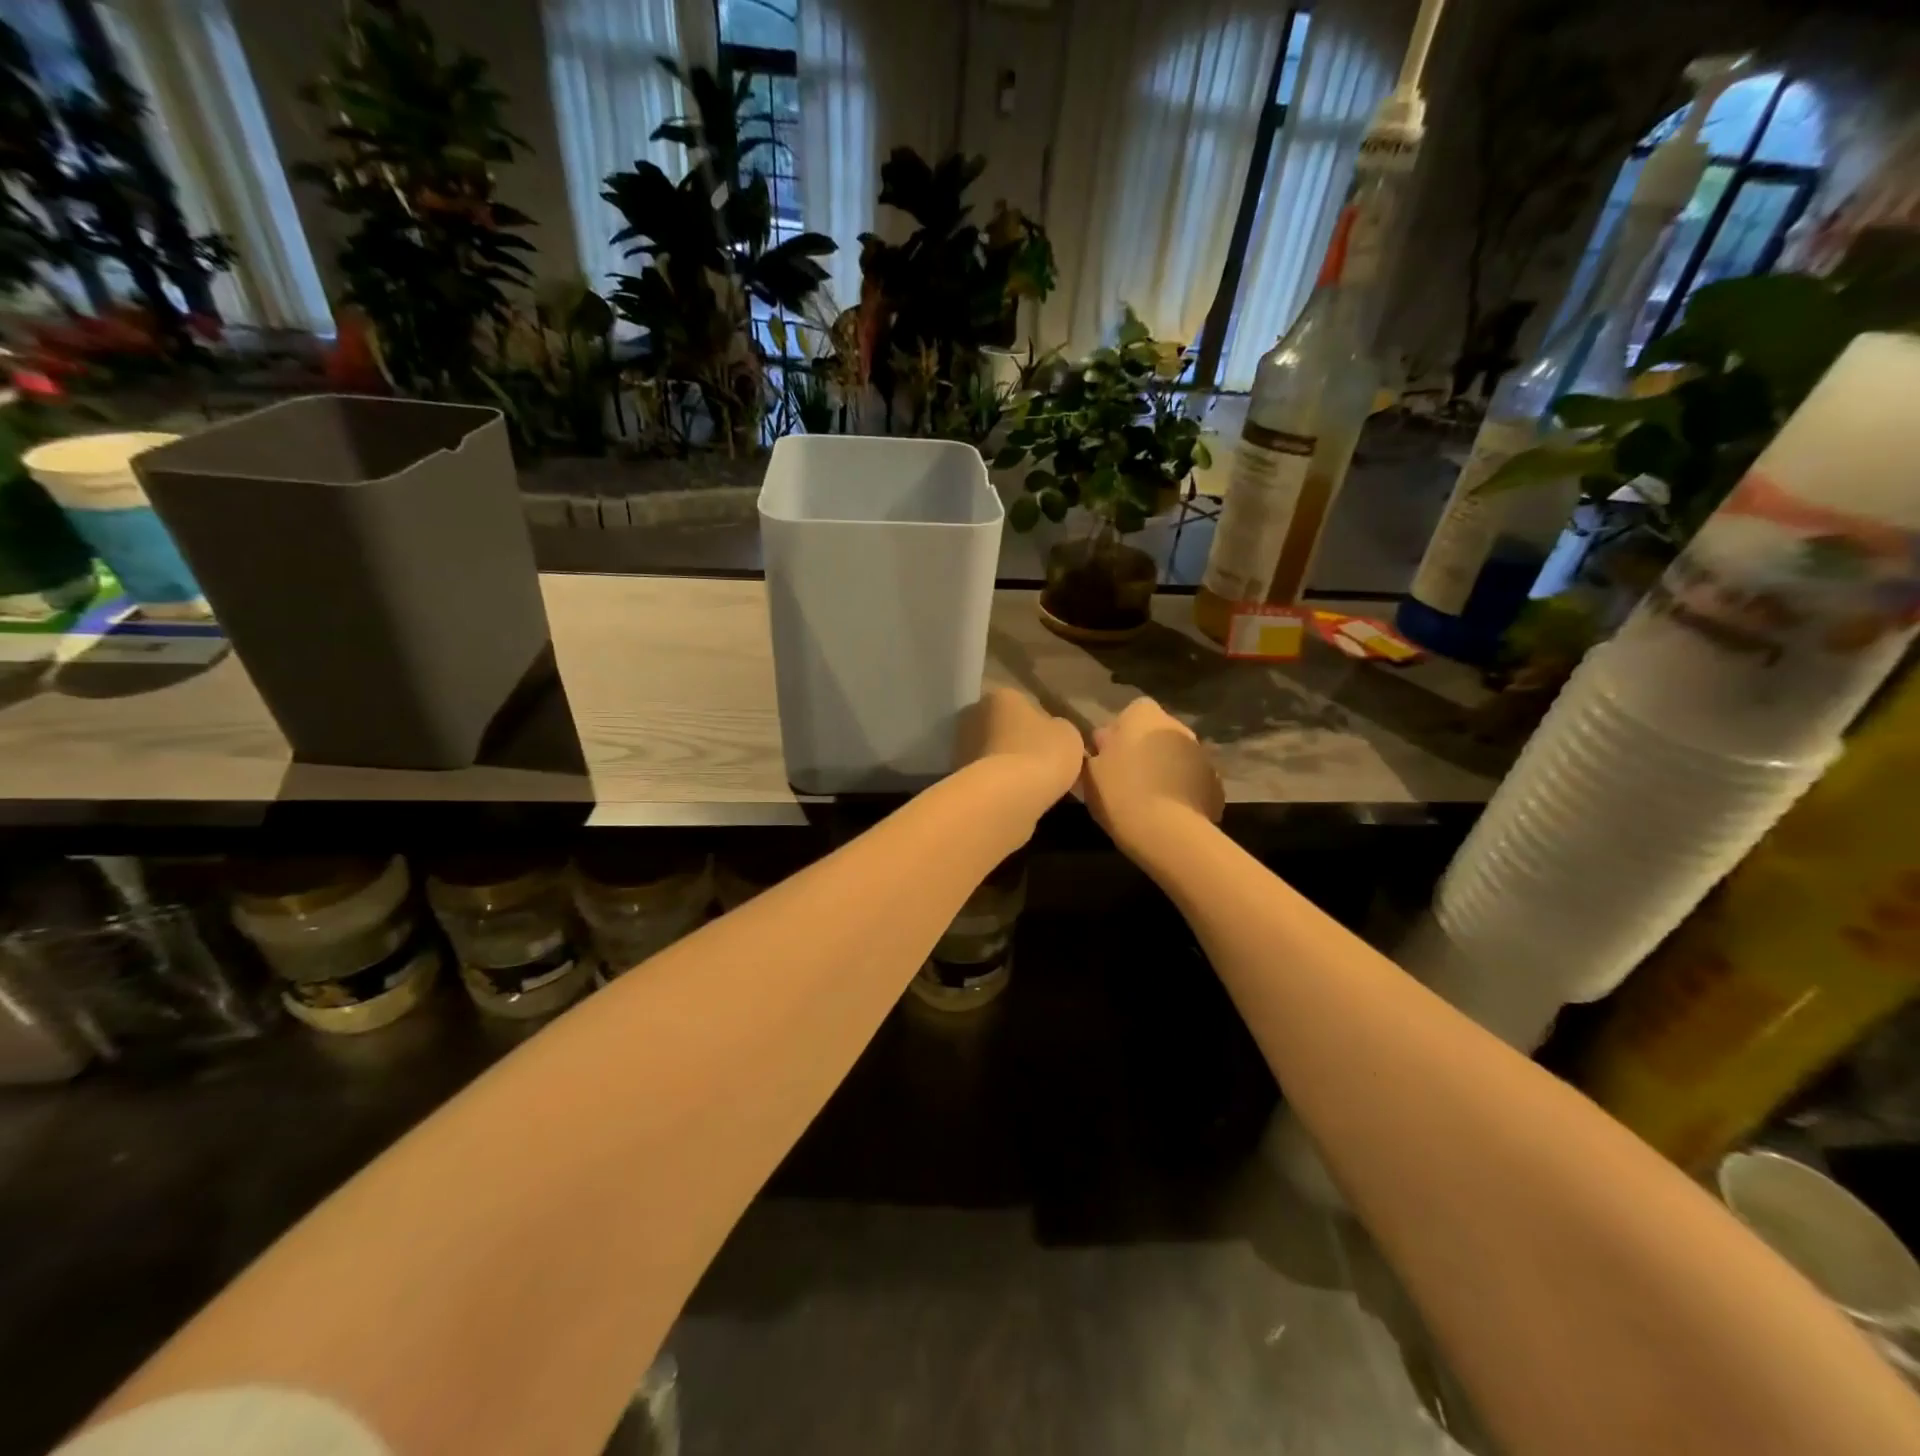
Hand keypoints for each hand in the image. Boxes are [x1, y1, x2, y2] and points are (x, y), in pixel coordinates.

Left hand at [959, 686, 1085, 808]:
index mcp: (1002, 696)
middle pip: (1004, 727)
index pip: (1024, 706)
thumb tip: (1049, 734)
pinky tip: (1014, 795)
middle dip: (1018, 742)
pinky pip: (986, 775)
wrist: (1008, 795)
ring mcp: (961, 744)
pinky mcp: (957, 775)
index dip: (1041, 726)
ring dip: (1006, 763)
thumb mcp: (1068, 734)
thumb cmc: (1043, 753)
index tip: (1052, 745)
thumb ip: (1057, 728)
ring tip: (1029, 784)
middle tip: (1041, 764)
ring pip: (993, 751)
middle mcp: (975, 713)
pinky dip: (997, 783)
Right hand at [1082, 696, 1223, 853]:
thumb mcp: (1090, 772)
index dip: (1120, 732)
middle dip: (1144, 749)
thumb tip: (1104, 743)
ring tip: (1148, 799)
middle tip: (1126, 778)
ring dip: (1165, 769)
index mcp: (1144, 716)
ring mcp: (1201, 754)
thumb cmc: (1120, 794)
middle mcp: (1177, 726)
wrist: (1168, 832)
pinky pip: (1192, 780)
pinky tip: (1168, 812)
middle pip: (1156, 733)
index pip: (1132, 711)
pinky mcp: (1215, 783)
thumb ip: (1097, 751)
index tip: (1109, 755)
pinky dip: (1182, 790)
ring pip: (1177, 756)